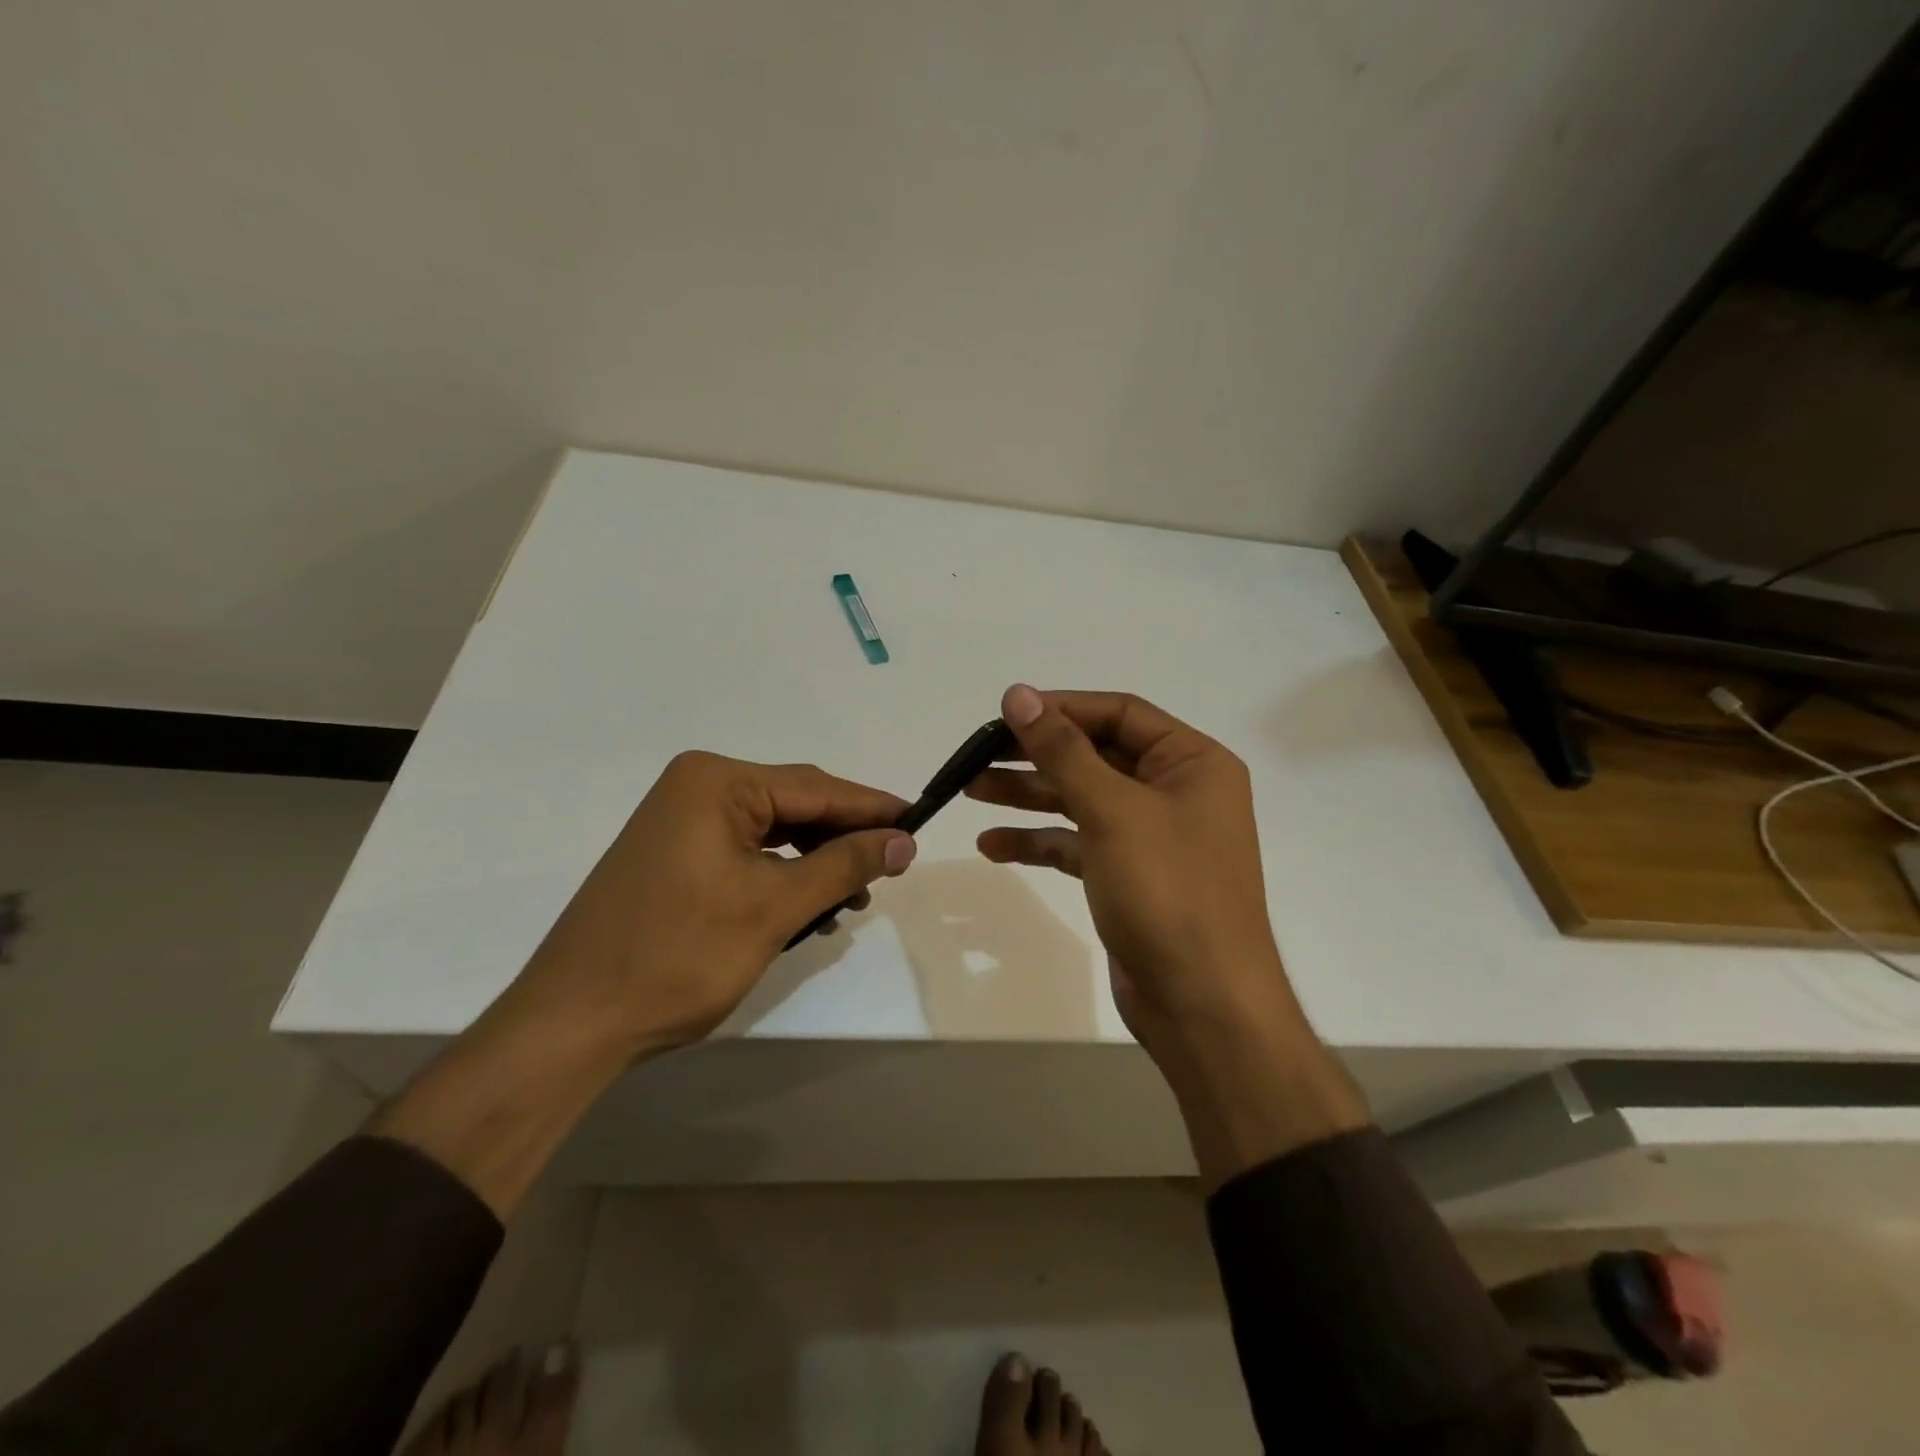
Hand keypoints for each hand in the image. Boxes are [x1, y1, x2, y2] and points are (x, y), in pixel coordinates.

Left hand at [513, 751, 914, 1053]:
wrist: (573, 1023)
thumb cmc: (678, 956)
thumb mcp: (774, 907)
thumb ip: (844, 865)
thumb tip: (903, 840)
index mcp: (716, 782)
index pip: (815, 787)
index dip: (871, 808)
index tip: (919, 823)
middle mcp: (696, 788)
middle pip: (794, 805)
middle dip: (843, 839)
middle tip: (891, 869)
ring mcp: (680, 822)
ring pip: (773, 832)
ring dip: (816, 862)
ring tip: (852, 899)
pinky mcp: (674, 855)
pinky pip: (746, 852)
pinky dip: (782, 876)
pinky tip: (808, 906)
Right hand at [969, 686, 1366, 1183]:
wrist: (1201, 1004)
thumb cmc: (1167, 891)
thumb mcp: (1112, 810)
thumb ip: (1062, 750)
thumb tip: (1019, 694)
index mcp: (1192, 763)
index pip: (1120, 714)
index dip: (1062, 708)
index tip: (1007, 712)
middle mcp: (1176, 792)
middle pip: (1096, 756)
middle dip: (1037, 755)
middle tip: (978, 754)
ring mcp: (1152, 837)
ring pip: (1082, 800)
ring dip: (1029, 795)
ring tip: (971, 791)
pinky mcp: (1128, 876)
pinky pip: (1078, 843)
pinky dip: (1039, 841)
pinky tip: (993, 845)